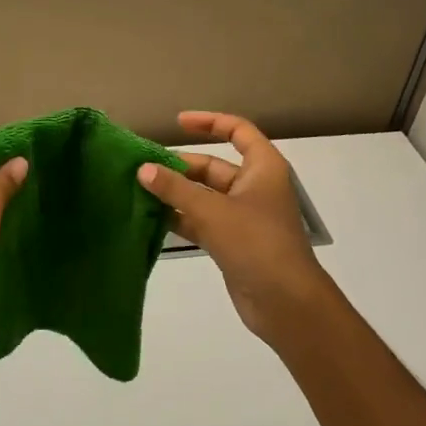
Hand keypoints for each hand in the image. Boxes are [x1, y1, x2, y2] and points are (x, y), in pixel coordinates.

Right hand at [139, 111, 333, 344]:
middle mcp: (254, 187)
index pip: (237, 131)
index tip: (178, 122)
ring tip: (139, 189)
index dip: (209, 122)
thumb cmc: (257, 244)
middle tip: (143, 167)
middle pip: (213, 166)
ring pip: (204, 196)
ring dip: (175, 193)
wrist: (286, 304)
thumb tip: (143, 169)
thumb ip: (175, 189)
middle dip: (180, 166)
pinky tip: (151, 218)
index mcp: (262, 168)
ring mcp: (243, 217)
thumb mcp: (213, 211)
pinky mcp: (232, 243)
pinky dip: (180, 218)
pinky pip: (201, 221)